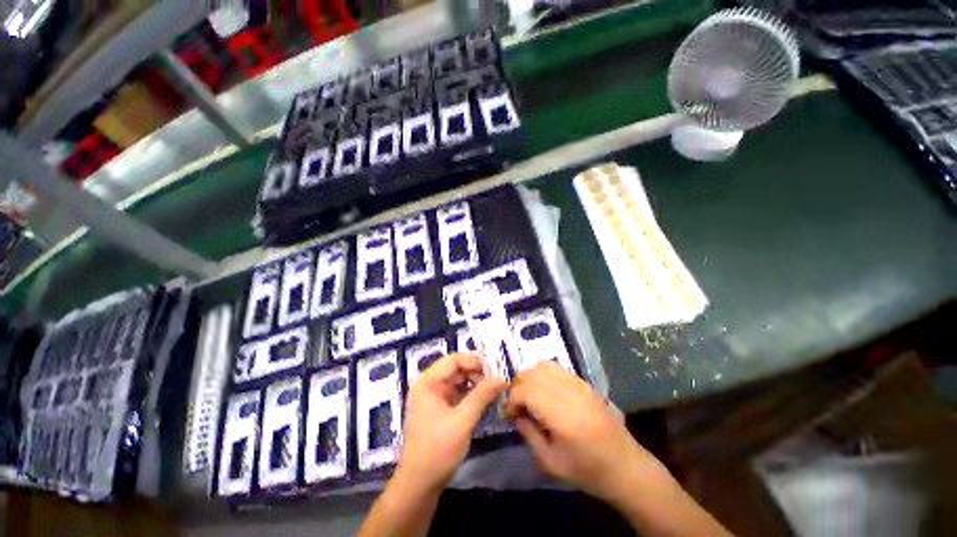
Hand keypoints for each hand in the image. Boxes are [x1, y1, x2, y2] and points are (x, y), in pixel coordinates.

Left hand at [398, 353, 505, 491]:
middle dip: (478, 373)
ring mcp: (436, 397)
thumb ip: (482, 396)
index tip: (496, 368)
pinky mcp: (442, 409)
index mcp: (428, 382)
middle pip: (457, 369)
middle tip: (499, 380)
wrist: (419, 485)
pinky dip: (473, 395)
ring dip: (478, 384)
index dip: (474, 361)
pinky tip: (488, 400)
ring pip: (460, 381)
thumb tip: (502, 377)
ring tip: (496, 390)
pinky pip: (460, 394)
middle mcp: (430, 384)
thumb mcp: (462, 421)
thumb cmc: (437, 450)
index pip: (454, 360)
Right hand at [504, 362, 663, 503]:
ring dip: (529, 377)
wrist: (626, 467)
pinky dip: (543, 374)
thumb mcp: (551, 463)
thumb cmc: (588, 472)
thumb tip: (516, 414)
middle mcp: (571, 394)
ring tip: (527, 395)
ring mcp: (580, 385)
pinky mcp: (585, 383)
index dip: (511, 399)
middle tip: (515, 405)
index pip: (527, 391)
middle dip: (517, 386)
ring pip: (544, 366)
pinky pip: (557, 368)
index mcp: (563, 417)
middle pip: (533, 374)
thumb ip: (529, 434)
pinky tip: (542, 390)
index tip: (508, 414)